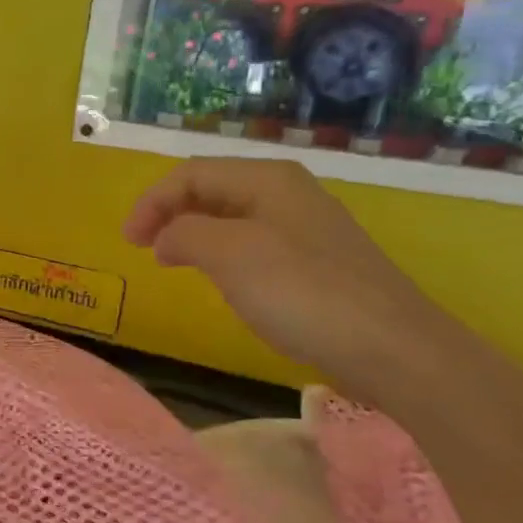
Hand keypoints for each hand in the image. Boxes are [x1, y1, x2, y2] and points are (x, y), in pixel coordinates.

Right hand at [123, 157, 458, 390]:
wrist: (392, 348)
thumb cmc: (302, 291)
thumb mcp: (228, 254)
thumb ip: (184, 234)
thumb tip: (166, 239)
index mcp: (267, 179)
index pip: (191, 174)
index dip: (152, 202)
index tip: (129, 242)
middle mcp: (287, 193)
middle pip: (211, 190)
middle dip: (170, 213)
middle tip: (144, 248)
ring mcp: (305, 227)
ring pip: (230, 217)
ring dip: (193, 234)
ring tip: (172, 262)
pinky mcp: (315, 262)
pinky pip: (252, 244)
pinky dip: (220, 254)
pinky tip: (221, 281)